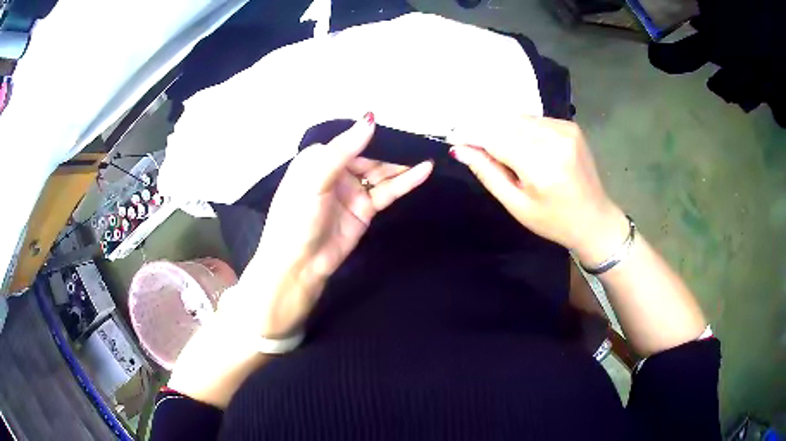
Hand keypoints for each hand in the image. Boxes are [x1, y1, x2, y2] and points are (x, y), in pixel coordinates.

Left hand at [221, 113, 432, 336]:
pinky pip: (387, 190)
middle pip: (369, 155)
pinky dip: (406, 181)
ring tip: (428, 151)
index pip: (351, 139)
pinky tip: (424, 170)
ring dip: (403, 163)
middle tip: (421, 139)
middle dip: (392, 148)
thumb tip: (370, 119)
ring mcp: (352, 190)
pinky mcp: (365, 209)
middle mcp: (336, 171)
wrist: (298, 265)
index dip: (374, 133)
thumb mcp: (315, 179)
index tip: (399, 125)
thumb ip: (343, 149)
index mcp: (318, 158)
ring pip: (381, 172)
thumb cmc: (297, 218)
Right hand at [449, 116, 627, 266]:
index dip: (470, 134)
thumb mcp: (517, 205)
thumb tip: (460, 149)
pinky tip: (516, 142)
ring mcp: (565, 128)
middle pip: (505, 122)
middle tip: (467, 141)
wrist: (595, 219)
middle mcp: (555, 139)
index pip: (495, 137)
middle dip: (482, 128)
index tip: (452, 137)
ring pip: (519, 118)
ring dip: (500, 126)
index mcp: (542, 165)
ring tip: (491, 144)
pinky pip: (534, 120)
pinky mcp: (570, 125)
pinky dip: (519, 127)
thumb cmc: (554, 221)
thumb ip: (488, 173)